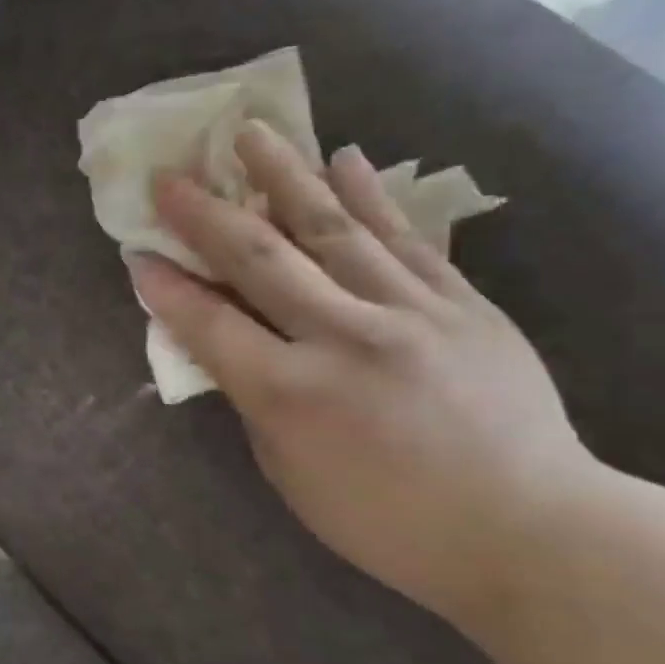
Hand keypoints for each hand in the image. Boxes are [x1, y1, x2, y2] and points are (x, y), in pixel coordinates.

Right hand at [128, 121, 592, 625]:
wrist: (529, 530)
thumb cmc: (385, 520)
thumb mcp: (289, 471)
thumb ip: (254, 399)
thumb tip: (232, 345)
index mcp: (291, 393)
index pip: (209, 324)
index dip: (167, 288)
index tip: (136, 253)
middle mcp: (345, 338)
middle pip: (262, 260)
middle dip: (206, 215)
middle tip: (172, 176)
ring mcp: (410, 313)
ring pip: (334, 230)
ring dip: (285, 177)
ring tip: (252, 133)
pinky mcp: (462, 304)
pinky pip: (407, 240)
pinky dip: (372, 197)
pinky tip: (345, 159)